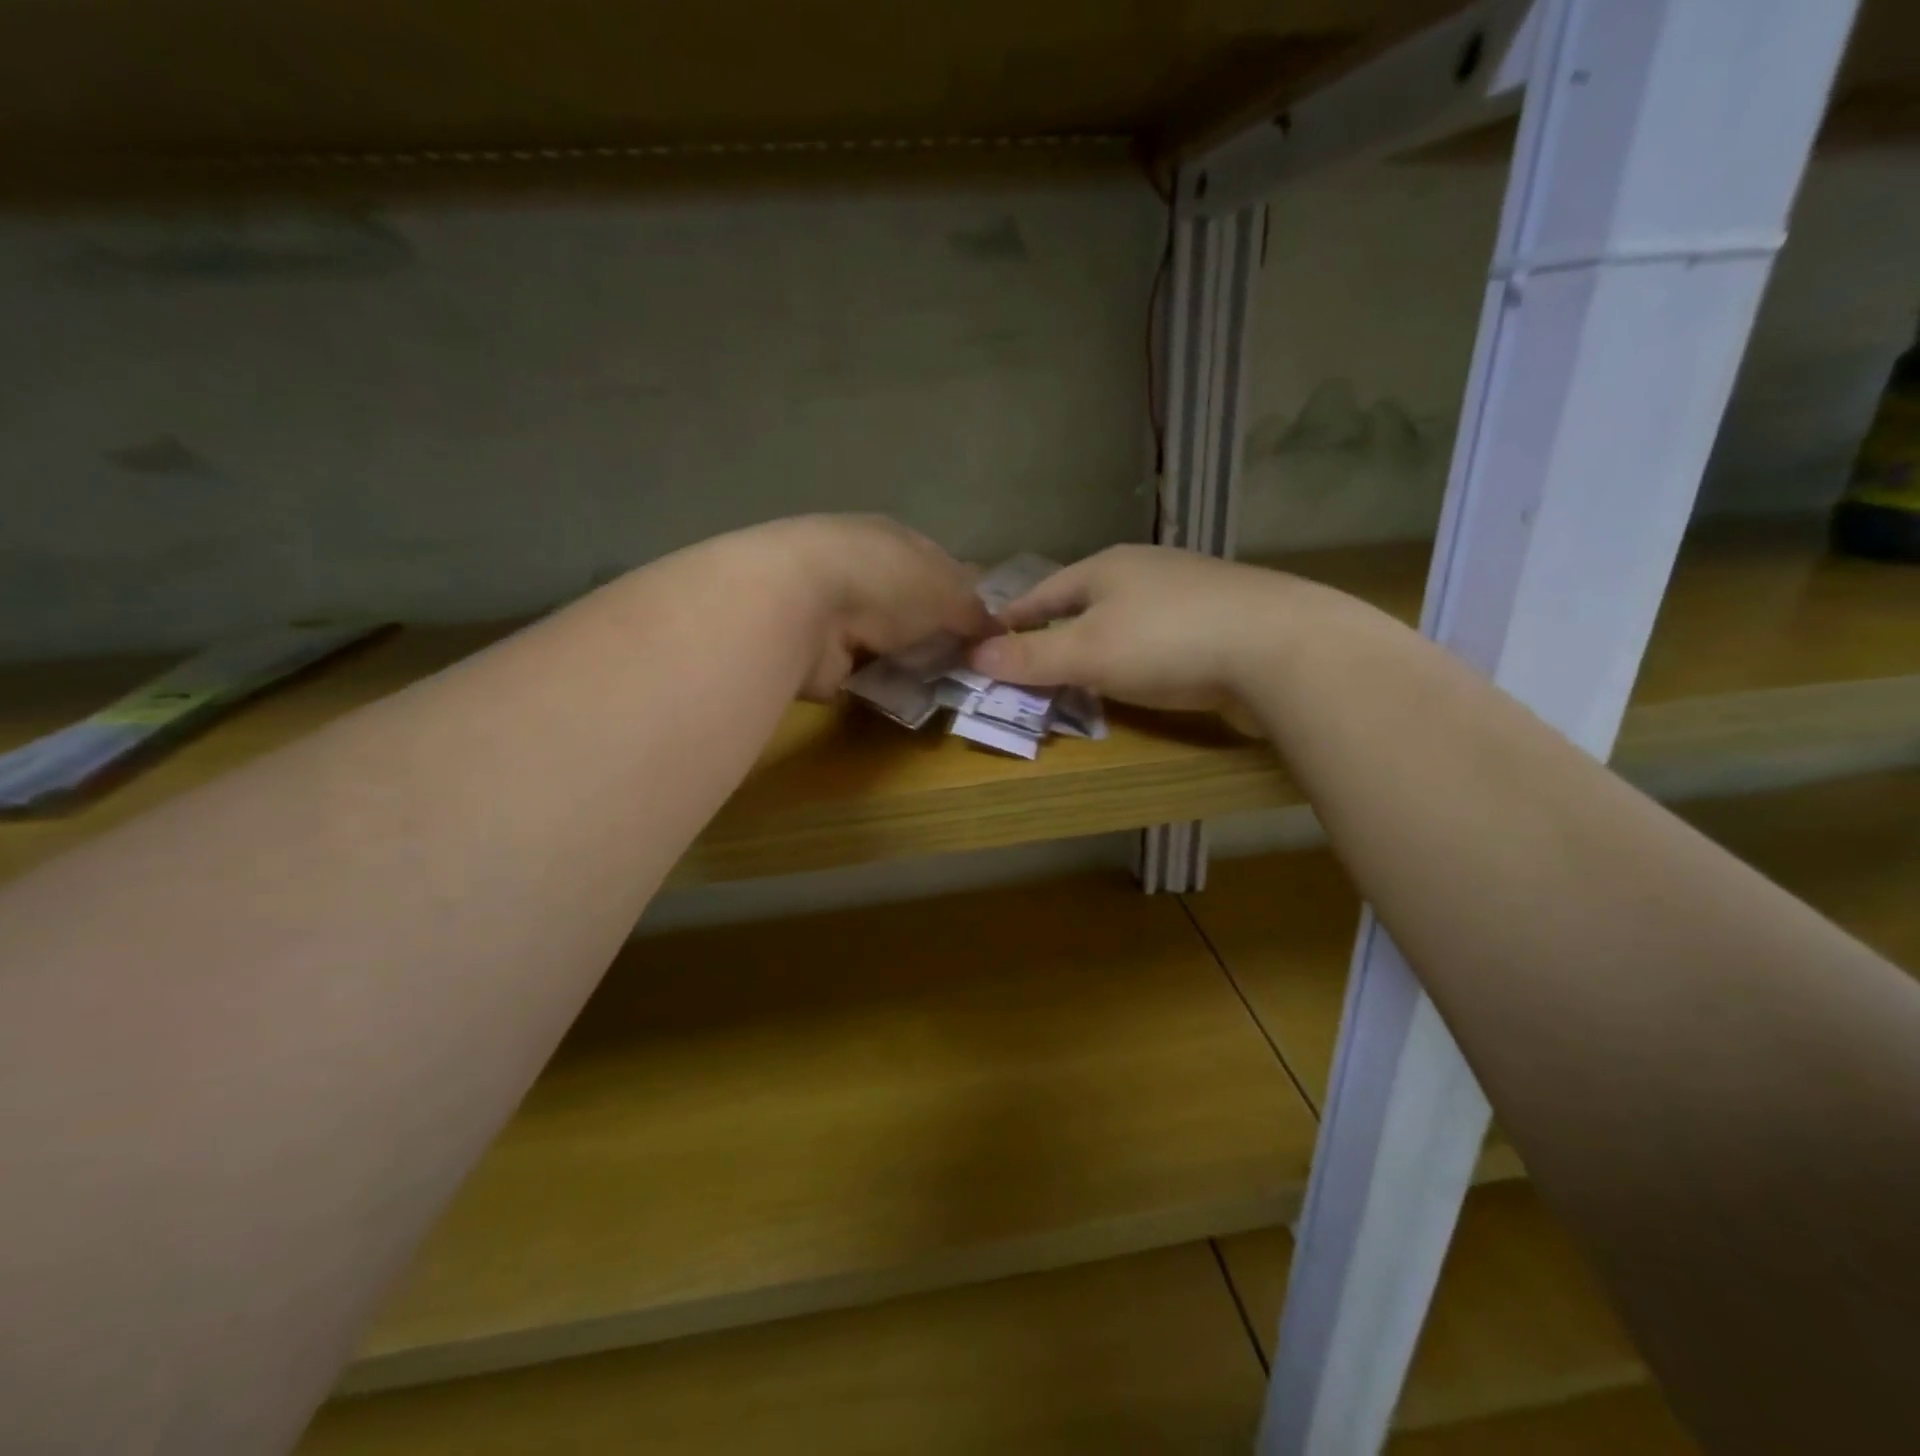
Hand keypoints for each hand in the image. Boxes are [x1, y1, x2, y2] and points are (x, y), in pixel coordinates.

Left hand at [743, 515, 994, 700]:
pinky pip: (862, 673)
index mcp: (891, 539)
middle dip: (935, 633)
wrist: (797, 606)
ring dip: (908, 661)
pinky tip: (905, 698)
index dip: (962, 595)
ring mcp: (834, 612)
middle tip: (969, 666)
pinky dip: (881, 685)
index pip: (936, 564)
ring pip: (886, 641)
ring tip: (943, 687)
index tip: (986, 629)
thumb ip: (975, 610)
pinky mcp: (816, 654)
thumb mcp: (948, 590)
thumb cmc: (883, 581)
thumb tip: (997, 630)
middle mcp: (860, 569)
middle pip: (909, 606)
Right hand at [966, 546, 1295, 729]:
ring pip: (1125, 619)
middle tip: (1031, 664)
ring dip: (1100, 645)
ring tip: (1082, 674)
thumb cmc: (1167, 642)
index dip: (1012, 618)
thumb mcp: (1087, 652)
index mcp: (1107, 566)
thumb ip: (1030, 656)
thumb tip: (974, 655)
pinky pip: (1161, 638)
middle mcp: (1146, 570)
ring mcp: (1189, 592)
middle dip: (1056, 632)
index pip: (1042, 592)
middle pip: (1084, 602)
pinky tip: (1143, 678)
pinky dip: (1139, 658)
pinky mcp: (1222, 620)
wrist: (1282, 649)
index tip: (986, 640)